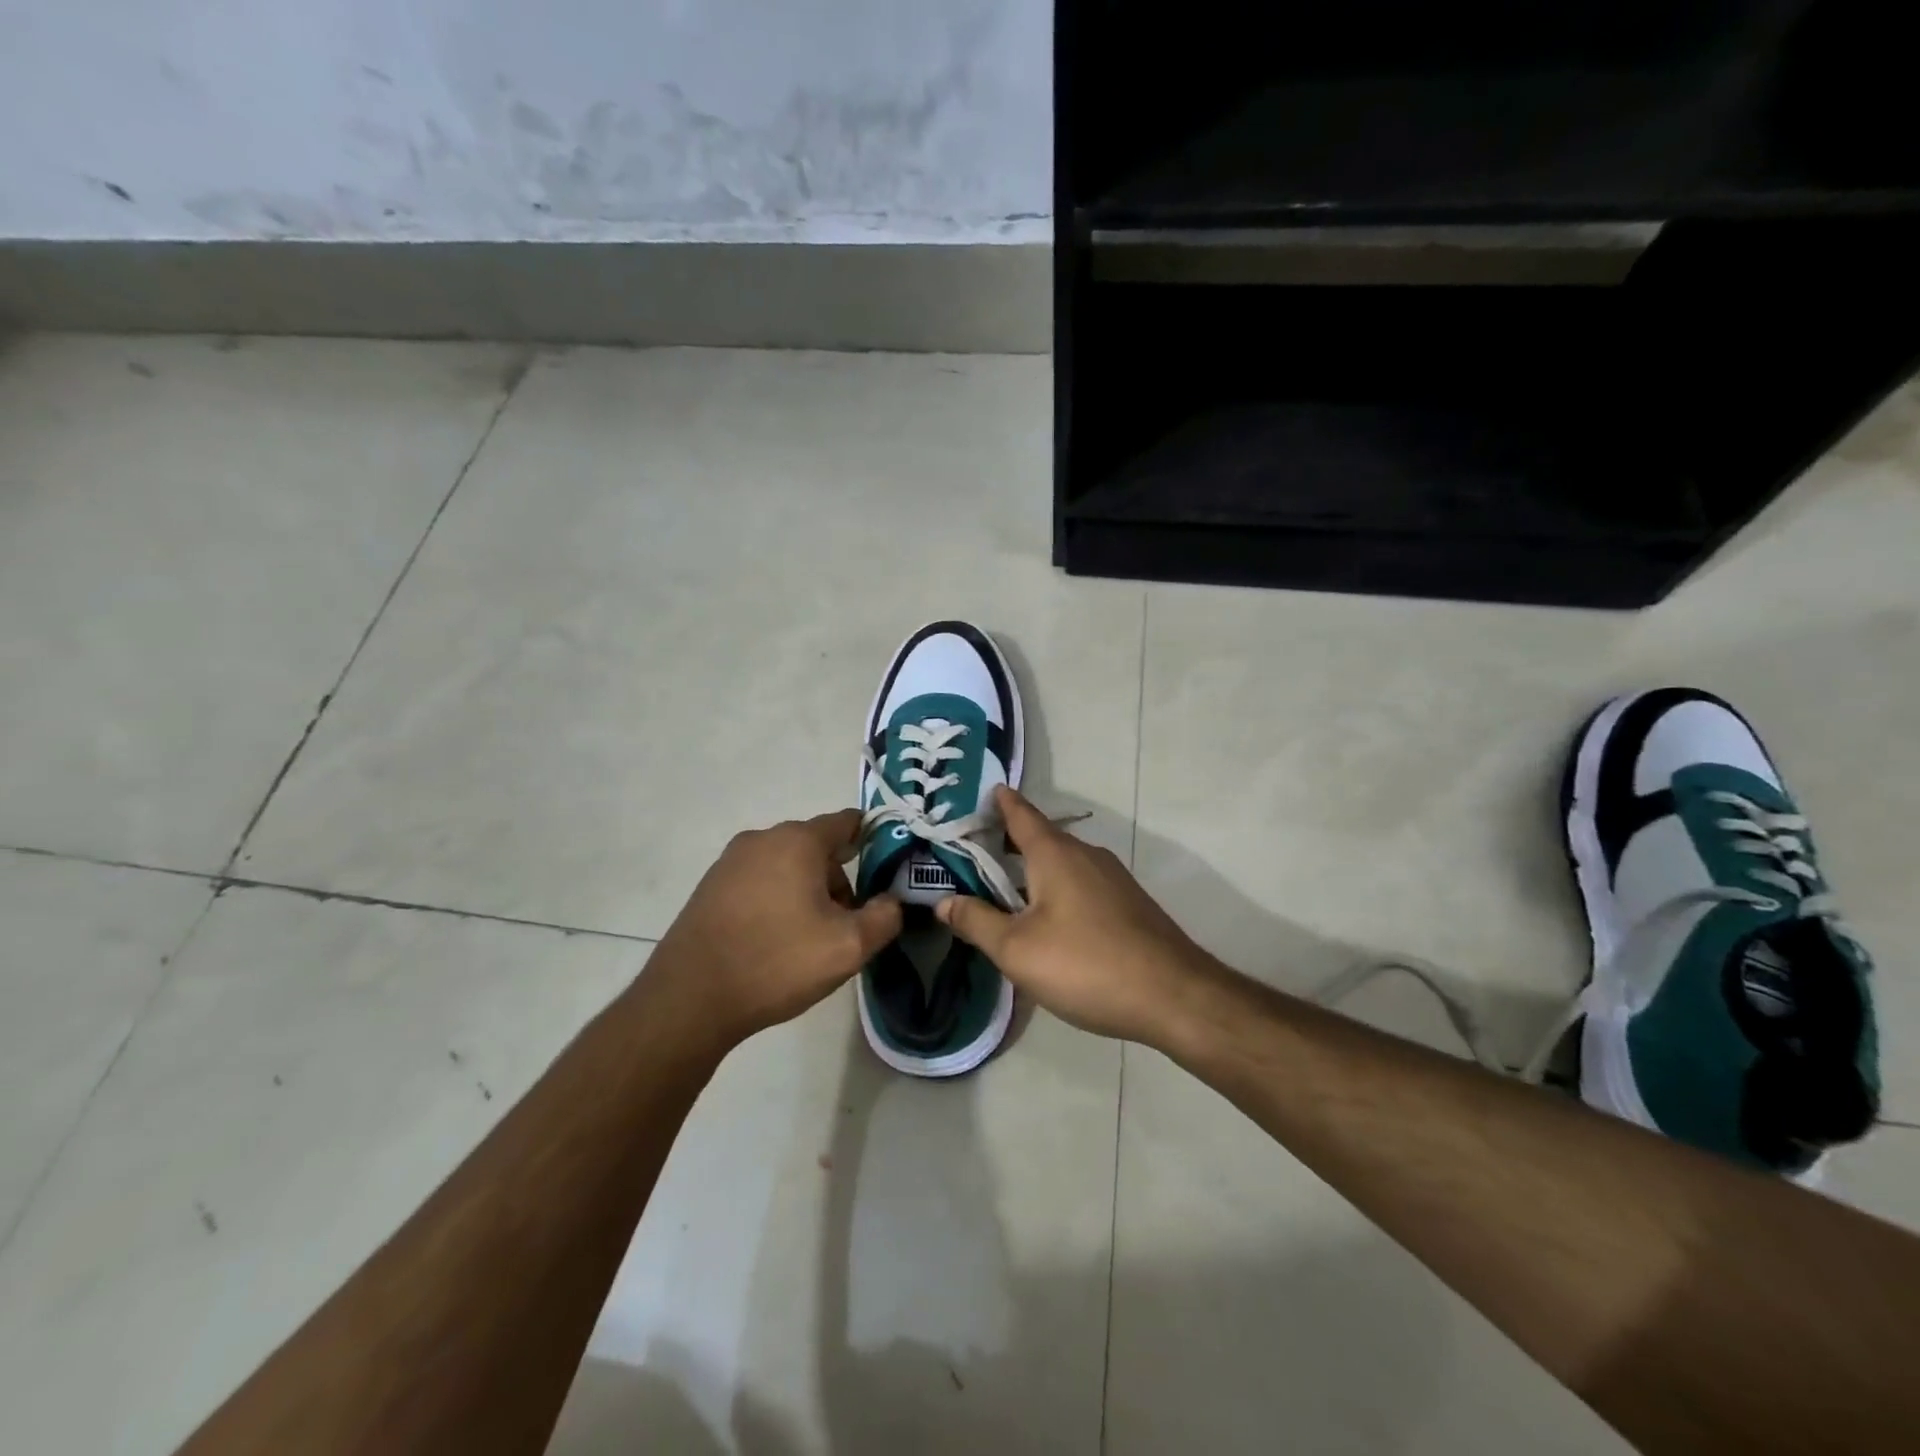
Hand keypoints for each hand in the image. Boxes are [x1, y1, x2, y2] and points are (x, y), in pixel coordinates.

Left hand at [647, 810, 901, 1050]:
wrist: (690, 999)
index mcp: (798, 841)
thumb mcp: (848, 947)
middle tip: (845, 923)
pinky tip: (773, 940)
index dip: (873, 842)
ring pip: (786, 865)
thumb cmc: (777, 962)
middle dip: (837, 878)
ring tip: (807, 938)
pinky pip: (758, 881)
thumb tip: (891, 901)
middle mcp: (762, 838)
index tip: (885, 873)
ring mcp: (730, 861)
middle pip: (816, 847)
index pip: (847, 822)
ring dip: (806, 891)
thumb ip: (884, 917)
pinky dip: (775, 899)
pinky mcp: (710, 886)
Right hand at [936, 787, 1216, 1044]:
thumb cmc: (1086, 965)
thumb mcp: (1017, 950)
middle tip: (974, 851)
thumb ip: (977, 922)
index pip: (1021, 814)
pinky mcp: (1128, 903)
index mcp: (1055, 854)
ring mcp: (1112, 878)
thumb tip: (943, 902)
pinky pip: (1080, 883)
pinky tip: (1047, 919)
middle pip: (1040, 838)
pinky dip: (1056, 887)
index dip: (1000, 802)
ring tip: (1003, 887)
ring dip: (1032, 868)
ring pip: (1062, 863)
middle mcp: (1085, 855)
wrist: (1173, 995)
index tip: (983, 792)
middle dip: (1008, 841)